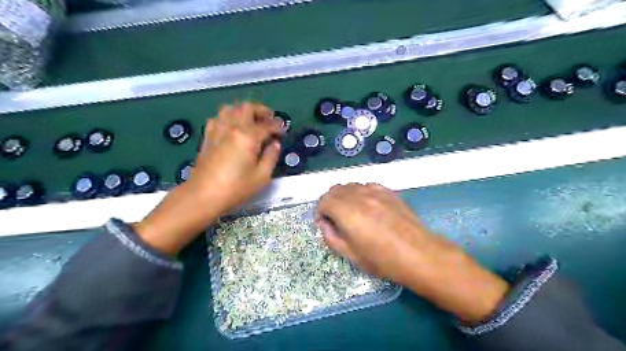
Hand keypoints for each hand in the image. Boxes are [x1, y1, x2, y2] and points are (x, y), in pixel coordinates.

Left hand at [193, 102, 282, 213]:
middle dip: (261, 110)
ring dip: (243, 111)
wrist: (203, 195)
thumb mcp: (261, 176)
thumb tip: (275, 144)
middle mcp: (232, 127)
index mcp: (247, 137)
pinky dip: (228, 117)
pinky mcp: (207, 136)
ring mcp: (217, 130)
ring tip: (251, 120)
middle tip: (269, 119)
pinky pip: (217, 117)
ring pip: (230, 108)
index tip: (283, 131)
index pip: (266, 125)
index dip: (277, 126)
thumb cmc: (236, 188)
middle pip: (247, 107)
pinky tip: (232, 127)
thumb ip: (271, 157)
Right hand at [318, 184, 507, 323]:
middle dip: (329, 202)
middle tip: (334, 218)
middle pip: (335, 189)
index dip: (319, 211)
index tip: (324, 223)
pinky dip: (360, 193)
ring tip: (350, 212)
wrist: (419, 254)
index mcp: (347, 212)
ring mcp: (375, 191)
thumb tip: (325, 224)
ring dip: (344, 196)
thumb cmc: (383, 260)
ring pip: (350, 185)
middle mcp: (359, 196)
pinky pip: (366, 186)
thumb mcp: (351, 255)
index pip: (324, 200)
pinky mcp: (388, 191)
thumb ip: (331, 237)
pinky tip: (367, 206)